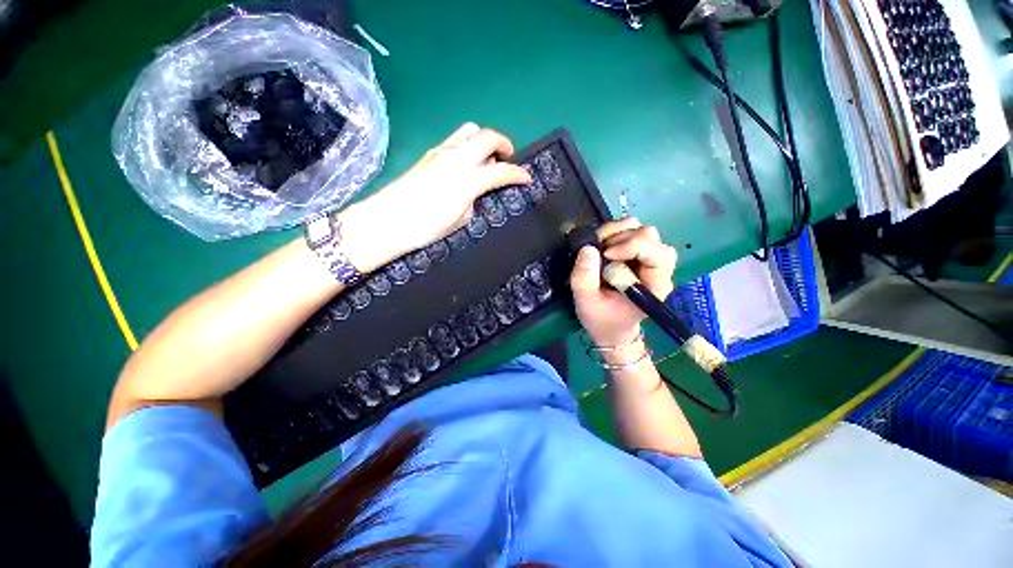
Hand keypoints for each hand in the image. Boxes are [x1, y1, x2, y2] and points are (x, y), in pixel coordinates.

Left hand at [340, 123, 530, 270]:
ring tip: (486, 160)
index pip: (500, 170)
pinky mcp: (428, 154)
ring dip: (484, 141)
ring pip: (469, 131)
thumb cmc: (425, 227)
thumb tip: (476, 189)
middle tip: (508, 159)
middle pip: (487, 135)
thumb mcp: (459, 220)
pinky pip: (455, 140)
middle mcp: (455, 158)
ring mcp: (439, 152)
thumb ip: (473, 200)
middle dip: (504, 143)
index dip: (518, 174)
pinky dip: (468, 146)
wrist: (386, 221)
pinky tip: (465, 164)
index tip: (527, 178)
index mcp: (466, 179)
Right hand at [570, 218, 677, 347]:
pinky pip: (632, 232)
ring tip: (600, 248)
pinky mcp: (638, 255)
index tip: (606, 255)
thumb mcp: (586, 303)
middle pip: (651, 236)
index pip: (657, 254)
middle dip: (622, 238)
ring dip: (618, 233)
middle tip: (600, 252)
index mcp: (654, 286)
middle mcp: (658, 269)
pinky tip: (603, 246)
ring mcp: (649, 260)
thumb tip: (587, 248)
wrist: (611, 328)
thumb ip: (584, 278)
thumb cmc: (602, 319)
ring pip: (642, 230)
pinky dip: (615, 233)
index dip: (632, 246)